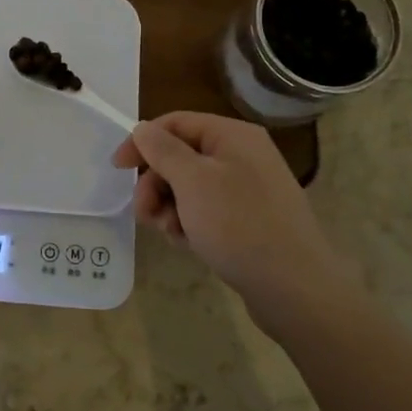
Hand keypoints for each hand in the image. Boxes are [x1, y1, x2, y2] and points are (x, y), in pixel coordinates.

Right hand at [113, 111, 354, 337]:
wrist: (294, 288)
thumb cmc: (239, 225)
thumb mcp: (192, 181)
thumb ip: (162, 150)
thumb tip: (143, 128)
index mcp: (232, 136)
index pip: (175, 123)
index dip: (142, 142)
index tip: (117, 169)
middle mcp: (242, 156)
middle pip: (180, 157)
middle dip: (156, 184)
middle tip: (146, 214)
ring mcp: (247, 189)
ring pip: (189, 188)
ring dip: (170, 208)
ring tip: (172, 234)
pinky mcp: (249, 220)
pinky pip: (206, 211)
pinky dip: (190, 224)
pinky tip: (189, 244)